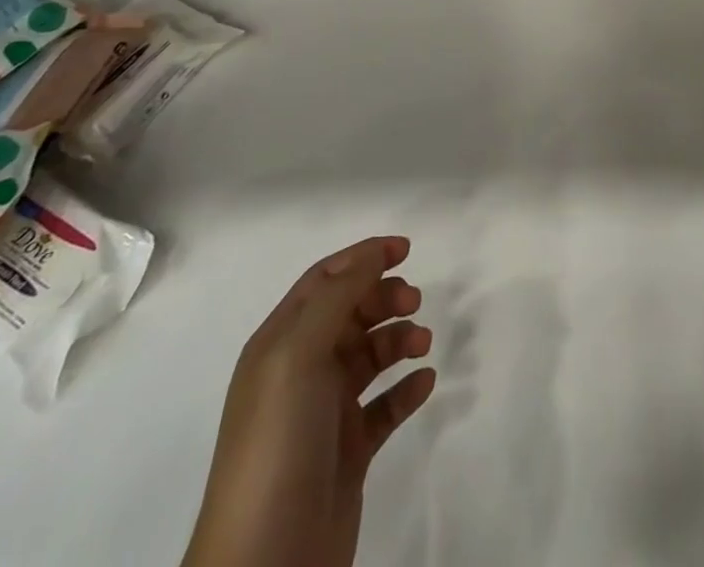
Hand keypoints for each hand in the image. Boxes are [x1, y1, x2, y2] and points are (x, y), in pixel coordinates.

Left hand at [182, 237, 436, 566]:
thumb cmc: (278, 443)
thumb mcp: (299, 355)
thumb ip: (338, 297)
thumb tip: (373, 254)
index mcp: (280, 344)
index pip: (324, 281)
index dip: (363, 258)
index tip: (406, 249)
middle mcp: (300, 372)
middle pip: (350, 313)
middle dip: (385, 298)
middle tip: (416, 302)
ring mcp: (324, 414)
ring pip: (370, 356)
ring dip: (399, 340)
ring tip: (423, 344)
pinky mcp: (347, 453)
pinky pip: (384, 406)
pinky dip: (406, 388)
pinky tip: (425, 383)